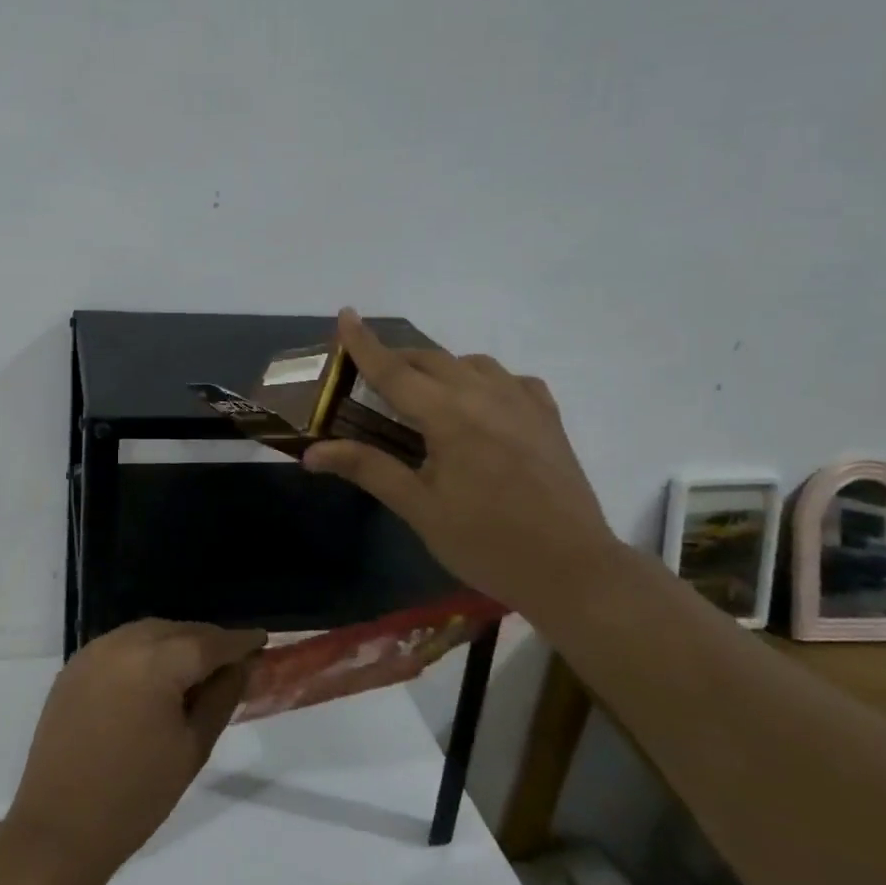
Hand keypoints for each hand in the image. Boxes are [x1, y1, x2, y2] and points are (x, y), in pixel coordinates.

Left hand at [5, 619, 266, 882]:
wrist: (59, 828)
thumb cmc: (136, 796)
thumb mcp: (192, 748)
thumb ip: (220, 698)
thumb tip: (240, 666)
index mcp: (157, 662)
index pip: (209, 641)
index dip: (239, 640)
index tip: (261, 639)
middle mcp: (124, 643)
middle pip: (178, 629)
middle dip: (207, 640)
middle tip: (233, 659)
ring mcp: (94, 651)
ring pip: (149, 632)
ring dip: (176, 642)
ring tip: (197, 668)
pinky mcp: (75, 666)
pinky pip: (122, 645)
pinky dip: (146, 651)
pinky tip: (156, 676)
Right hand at [302, 309, 619, 618]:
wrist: (573, 570)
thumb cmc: (486, 543)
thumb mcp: (419, 509)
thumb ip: (368, 469)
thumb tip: (312, 453)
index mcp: (449, 416)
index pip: (394, 370)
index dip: (364, 343)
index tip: (344, 314)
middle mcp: (485, 395)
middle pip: (431, 360)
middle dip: (397, 358)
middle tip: (370, 375)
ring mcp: (523, 402)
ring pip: (471, 364)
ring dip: (439, 368)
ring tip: (424, 393)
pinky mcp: (548, 417)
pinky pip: (510, 380)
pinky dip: (484, 380)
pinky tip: (481, 404)